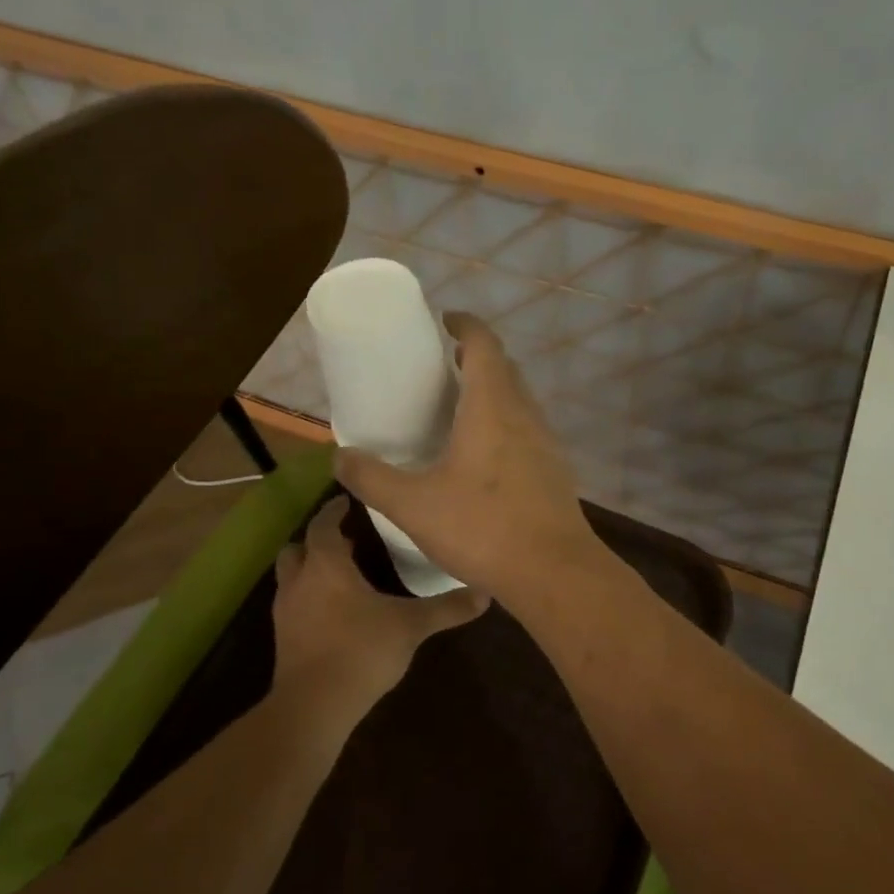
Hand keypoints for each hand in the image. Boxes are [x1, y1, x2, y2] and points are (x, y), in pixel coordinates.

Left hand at [270, 496, 486, 725]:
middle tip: (347, 539)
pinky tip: (335, 612)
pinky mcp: (284, 638)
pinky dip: (309, 599)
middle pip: (298, 548)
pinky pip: (294, 605)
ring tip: (343, 574)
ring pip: (292, 577)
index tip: (349, 500)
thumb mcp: (410, 626)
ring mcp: (286, 611)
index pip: (323, 524)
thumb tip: (486, 593)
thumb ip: (446, 608)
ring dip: (311, 570)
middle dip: (318, 540)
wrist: (314, 706)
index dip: (334, 510)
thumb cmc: (360, 650)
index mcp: (326, 565)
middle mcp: (300, 581)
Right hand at [333, 313, 604, 604]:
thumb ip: (372, 478)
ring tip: (458, 409)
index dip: (464, 324)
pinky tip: (483, 457)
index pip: (484, 343)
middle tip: (441, 367)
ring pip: (520, 400)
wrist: (554, 572)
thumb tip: (338, 457)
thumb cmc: (483, 528)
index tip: (443, 321)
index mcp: (493, 406)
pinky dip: (505, 423)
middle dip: (475, 357)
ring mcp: (546, 443)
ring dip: (493, 391)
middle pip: (505, 368)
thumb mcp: (413, 505)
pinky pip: (528, 429)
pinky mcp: (555, 470)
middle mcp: (525, 414)